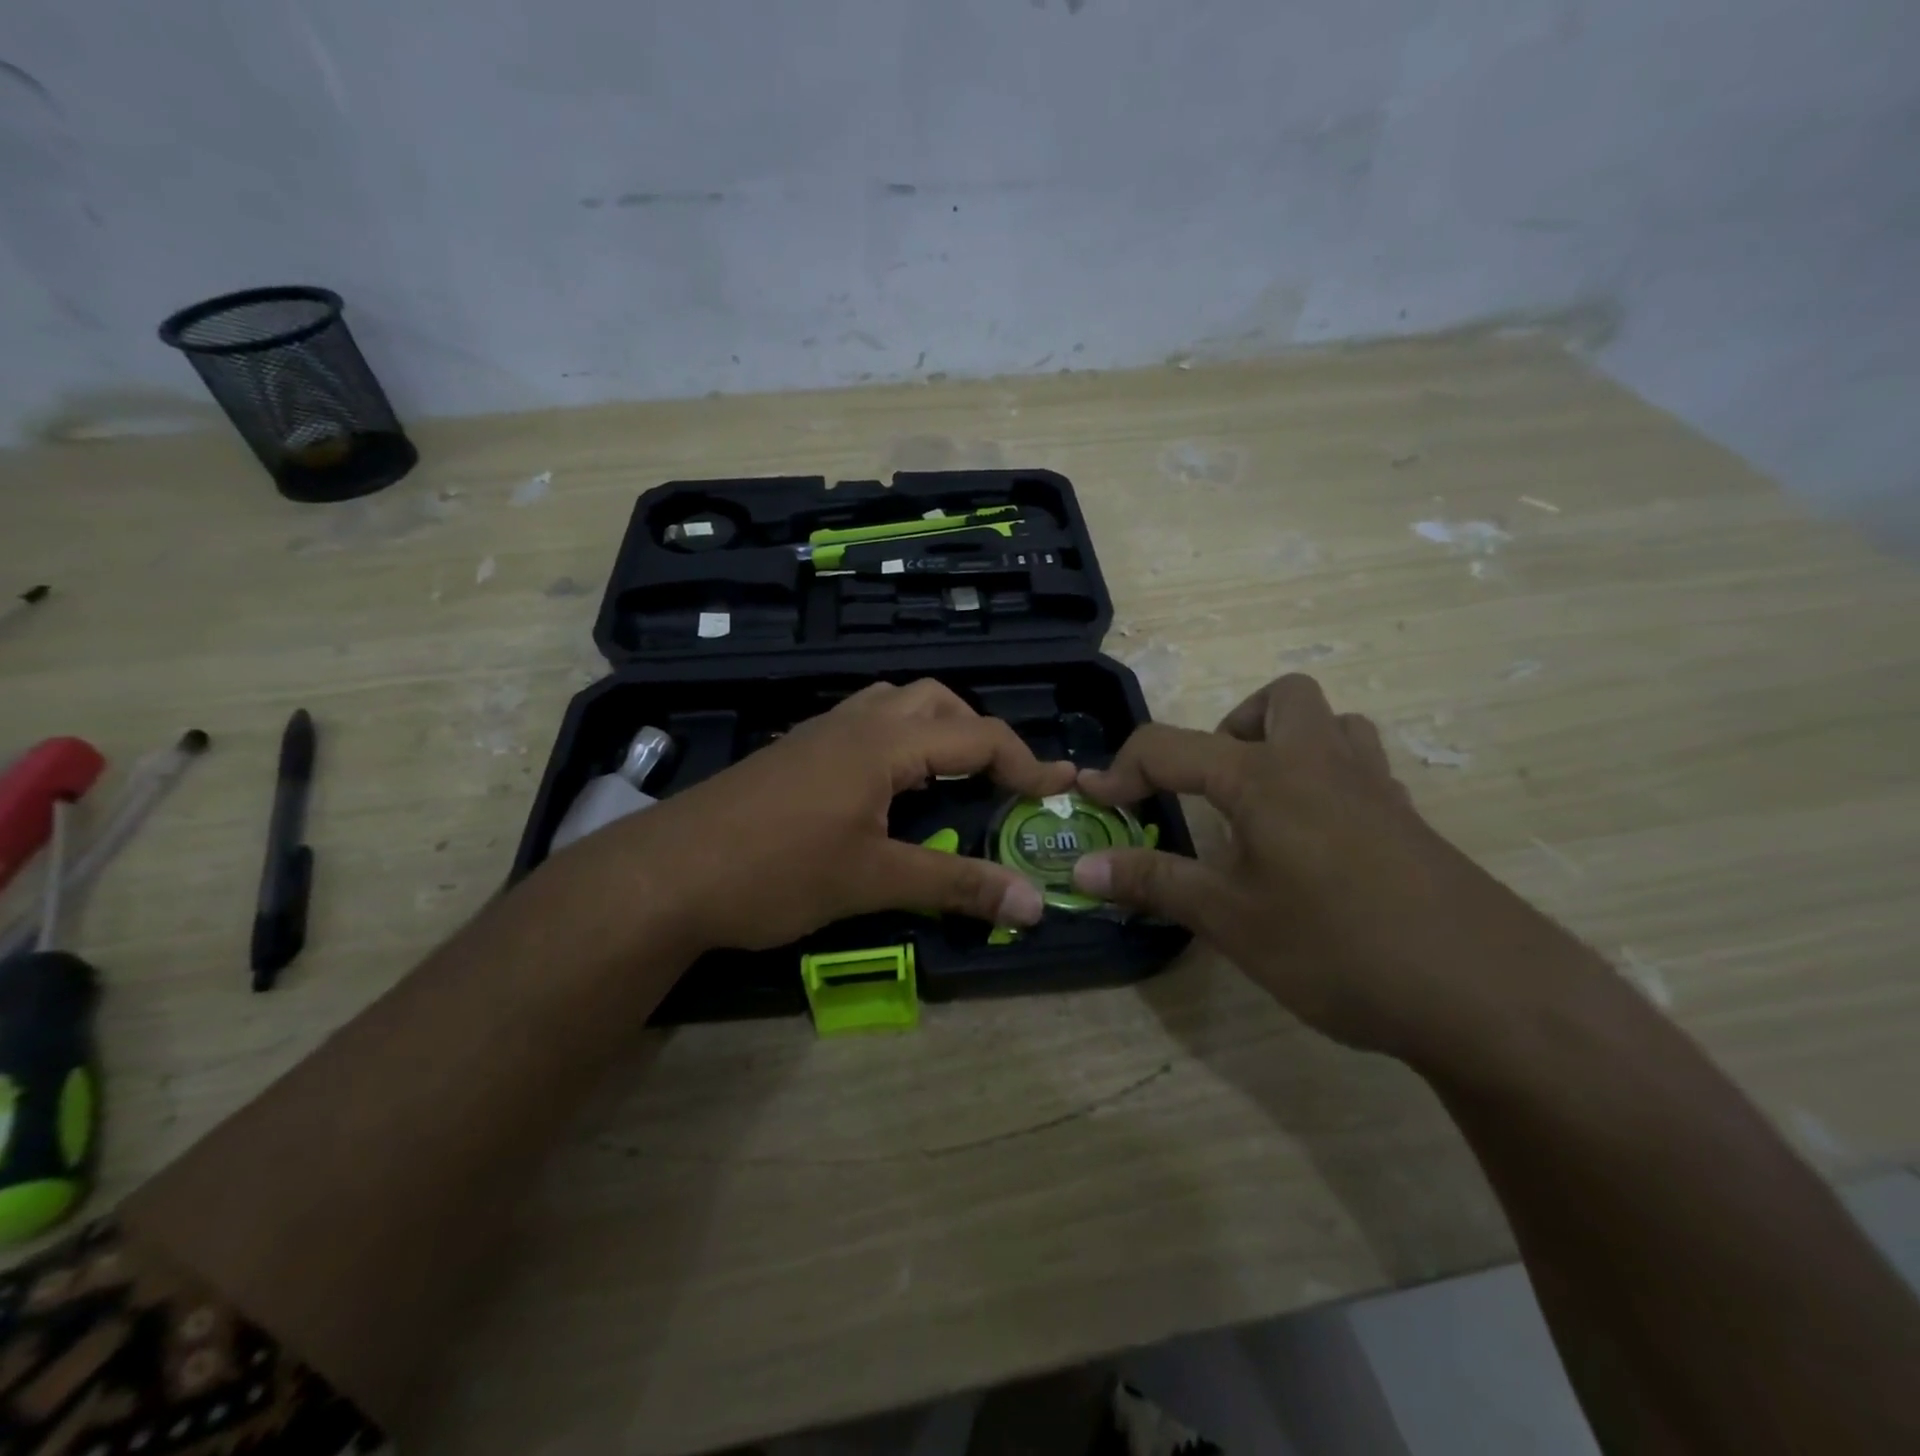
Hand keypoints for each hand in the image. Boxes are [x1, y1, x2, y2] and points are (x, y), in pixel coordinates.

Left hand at [587, 680, 1075, 952]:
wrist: (665, 874)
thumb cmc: (775, 871)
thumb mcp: (873, 880)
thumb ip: (956, 885)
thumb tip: (1033, 904)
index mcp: (884, 742)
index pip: (977, 735)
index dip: (1025, 763)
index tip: (1058, 792)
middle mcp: (855, 721)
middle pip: (936, 702)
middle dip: (978, 735)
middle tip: (998, 783)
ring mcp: (819, 732)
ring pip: (895, 705)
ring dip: (934, 732)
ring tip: (948, 779)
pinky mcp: (794, 752)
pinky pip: (863, 724)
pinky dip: (896, 742)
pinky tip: (887, 790)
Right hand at [1073, 674, 1568, 1059]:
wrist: (1487, 994)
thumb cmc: (1339, 947)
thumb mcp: (1231, 919)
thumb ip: (1154, 883)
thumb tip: (1083, 867)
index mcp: (1264, 776)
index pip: (1171, 746)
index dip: (1123, 769)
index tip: (1097, 801)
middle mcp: (1320, 762)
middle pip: (1278, 699)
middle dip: (1230, 729)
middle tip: (1213, 789)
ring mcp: (1375, 788)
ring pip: (1332, 725)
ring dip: (1287, 745)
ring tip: (1263, 808)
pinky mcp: (1410, 821)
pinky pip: (1361, 769)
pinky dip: (1326, 783)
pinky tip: (1316, 846)